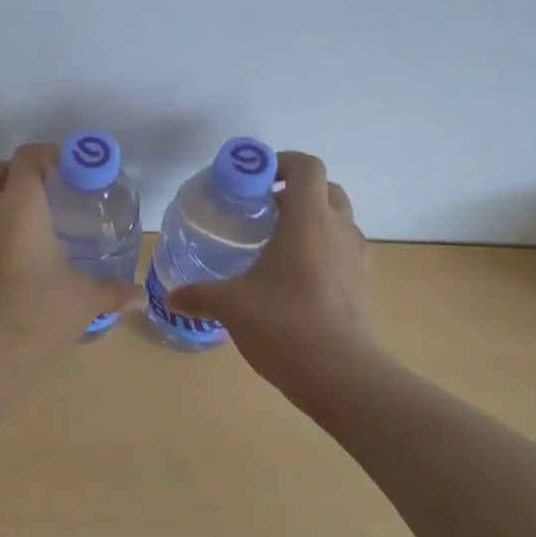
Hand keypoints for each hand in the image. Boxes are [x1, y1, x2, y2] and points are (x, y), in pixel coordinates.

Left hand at [0, 144, 145, 355]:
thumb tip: (139, 297)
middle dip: (14, 172)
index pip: (27, 158)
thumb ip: (112, 290)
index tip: (70, 168)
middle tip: (44, 192)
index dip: (48, 155)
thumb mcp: (83, 300)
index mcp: (19, 206)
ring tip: (30, 229)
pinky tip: (9, 262)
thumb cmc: (37, 314)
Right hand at [166, 151, 377, 384]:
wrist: (343, 375)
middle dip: (296, 192)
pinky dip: (321, 250)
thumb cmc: (284, 323)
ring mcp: (357, 258)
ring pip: (338, 220)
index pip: (307, 166)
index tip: (256, 179)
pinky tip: (293, 280)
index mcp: (308, 219)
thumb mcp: (232, 305)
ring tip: (275, 246)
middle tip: (263, 211)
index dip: (283, 162)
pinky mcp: (363, 285)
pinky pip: (342, 251)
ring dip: (311, 221)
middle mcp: (338, 229)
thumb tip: (172, 297)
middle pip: (326, 189)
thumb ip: (200, 295)